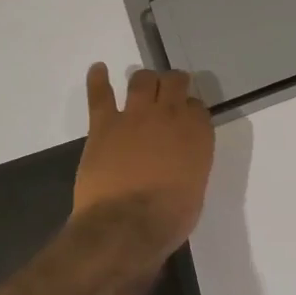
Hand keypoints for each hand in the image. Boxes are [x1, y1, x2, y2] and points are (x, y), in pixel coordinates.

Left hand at [73, 63, 213, 256]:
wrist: (127, 225)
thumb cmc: (170, 217)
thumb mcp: (195, 188)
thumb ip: (191, 163)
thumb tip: (180, 160)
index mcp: (197, 133)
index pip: (197, 106)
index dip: (191, 110)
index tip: (187, 118)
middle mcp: (169, 115)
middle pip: (173, 82)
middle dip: (173, 83)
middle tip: (169, 91)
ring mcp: (135, 115)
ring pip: (142, 79)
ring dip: (144, 80)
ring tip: (142, 84)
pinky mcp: (104, 124)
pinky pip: (100, 93)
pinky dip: (98, 79)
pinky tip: (98, 69)